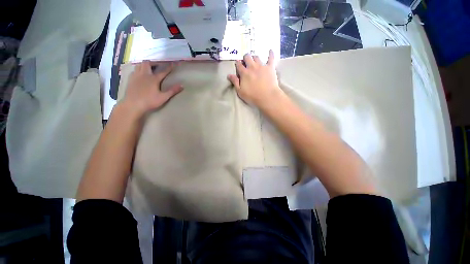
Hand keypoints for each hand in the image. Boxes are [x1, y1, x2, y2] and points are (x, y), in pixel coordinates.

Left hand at [122, 61, 182, 116]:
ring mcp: (136, 76)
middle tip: (157, 66)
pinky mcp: (130, 79)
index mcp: (153, 79)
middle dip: (153, 63)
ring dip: (144, 65)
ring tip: (148, 69)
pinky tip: (140, 75)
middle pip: (147, 63)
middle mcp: (144, 75)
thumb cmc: (150, 101)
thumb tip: (182, 85)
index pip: (163, 72)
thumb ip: (172, 91)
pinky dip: (138, 70)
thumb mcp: (163, 97)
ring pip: (139, 65)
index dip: (169, 68)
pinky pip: (134, 70)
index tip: (173, 64)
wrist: (133, 105)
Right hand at [227, 50, 282, 107]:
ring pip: (257, 57)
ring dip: (254, 58)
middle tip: (246, 62)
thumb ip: (235, 82)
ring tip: (255, 61)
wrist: (267, 97)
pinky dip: (271, 54)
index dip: (238, 63)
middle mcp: (252, 67)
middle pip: (247, 57)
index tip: (238, 64)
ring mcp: (262, 66)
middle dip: (246, 58)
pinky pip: (271, 58)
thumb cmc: (252, 96)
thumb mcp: (240, 91)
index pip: (239, 65)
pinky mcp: (270, 67)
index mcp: (244, 73)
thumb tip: (229, 75)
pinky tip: (270, 51)